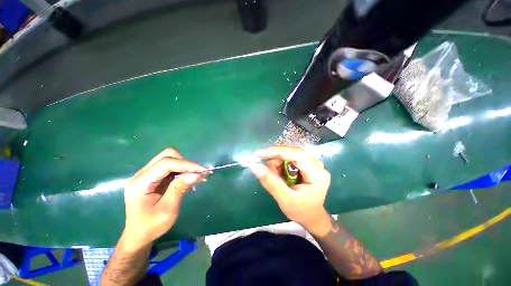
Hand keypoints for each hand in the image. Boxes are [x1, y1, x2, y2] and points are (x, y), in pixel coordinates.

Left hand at [122, 148, 205, 250]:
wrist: (139, 235)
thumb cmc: (151, 226)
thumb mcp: (167, 210)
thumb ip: (180, 189)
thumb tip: (196, 174)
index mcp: (140, 183)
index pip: (166, 163)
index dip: (186, 164)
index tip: (202, 170)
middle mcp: (142, 174)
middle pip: (167, 155)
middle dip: (185, 163)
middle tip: (198, 174)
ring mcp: (147, 174)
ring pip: (170, 158)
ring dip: (185, 166)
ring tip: (196, 177)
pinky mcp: (153, 176)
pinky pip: (171, 166)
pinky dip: (182, 170)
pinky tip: (189, 179)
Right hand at [250, 146, 331, 235]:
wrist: (311, 216)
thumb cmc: (300, 211)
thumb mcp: (285, 199)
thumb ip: (270, 182)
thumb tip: (254, 166)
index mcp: (317, 174)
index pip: (297, 155)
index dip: (277, 152)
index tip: (259, 154)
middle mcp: (317, 165)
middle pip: (293, 152)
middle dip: (276, 158)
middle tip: (264, 166)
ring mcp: (312, 163)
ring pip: (290, 154)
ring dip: (277, 163)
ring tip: (273, 175)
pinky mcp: (306, 164)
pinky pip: (289, 158)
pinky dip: (280, 165)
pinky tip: (279, 174)